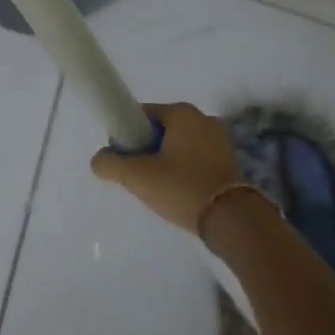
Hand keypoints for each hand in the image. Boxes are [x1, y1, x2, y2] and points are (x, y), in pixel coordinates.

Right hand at [90, 102, 245, 234]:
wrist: (234, 222)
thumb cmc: (182, 188)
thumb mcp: (136, 176)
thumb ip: (109, 163)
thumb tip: (100, 160)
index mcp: (182, 113)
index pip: (142, 115)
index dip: (128, 135)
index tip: (125, 160)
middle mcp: (204, 119)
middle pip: (160, 130)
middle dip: (147, 150)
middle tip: (141, 177)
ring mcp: (221, 140)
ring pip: (178, 146)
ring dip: (166, 162)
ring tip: (161, 188)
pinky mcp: (230, 161)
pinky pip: (196, 159)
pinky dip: (184, 171)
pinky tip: (180, 192)